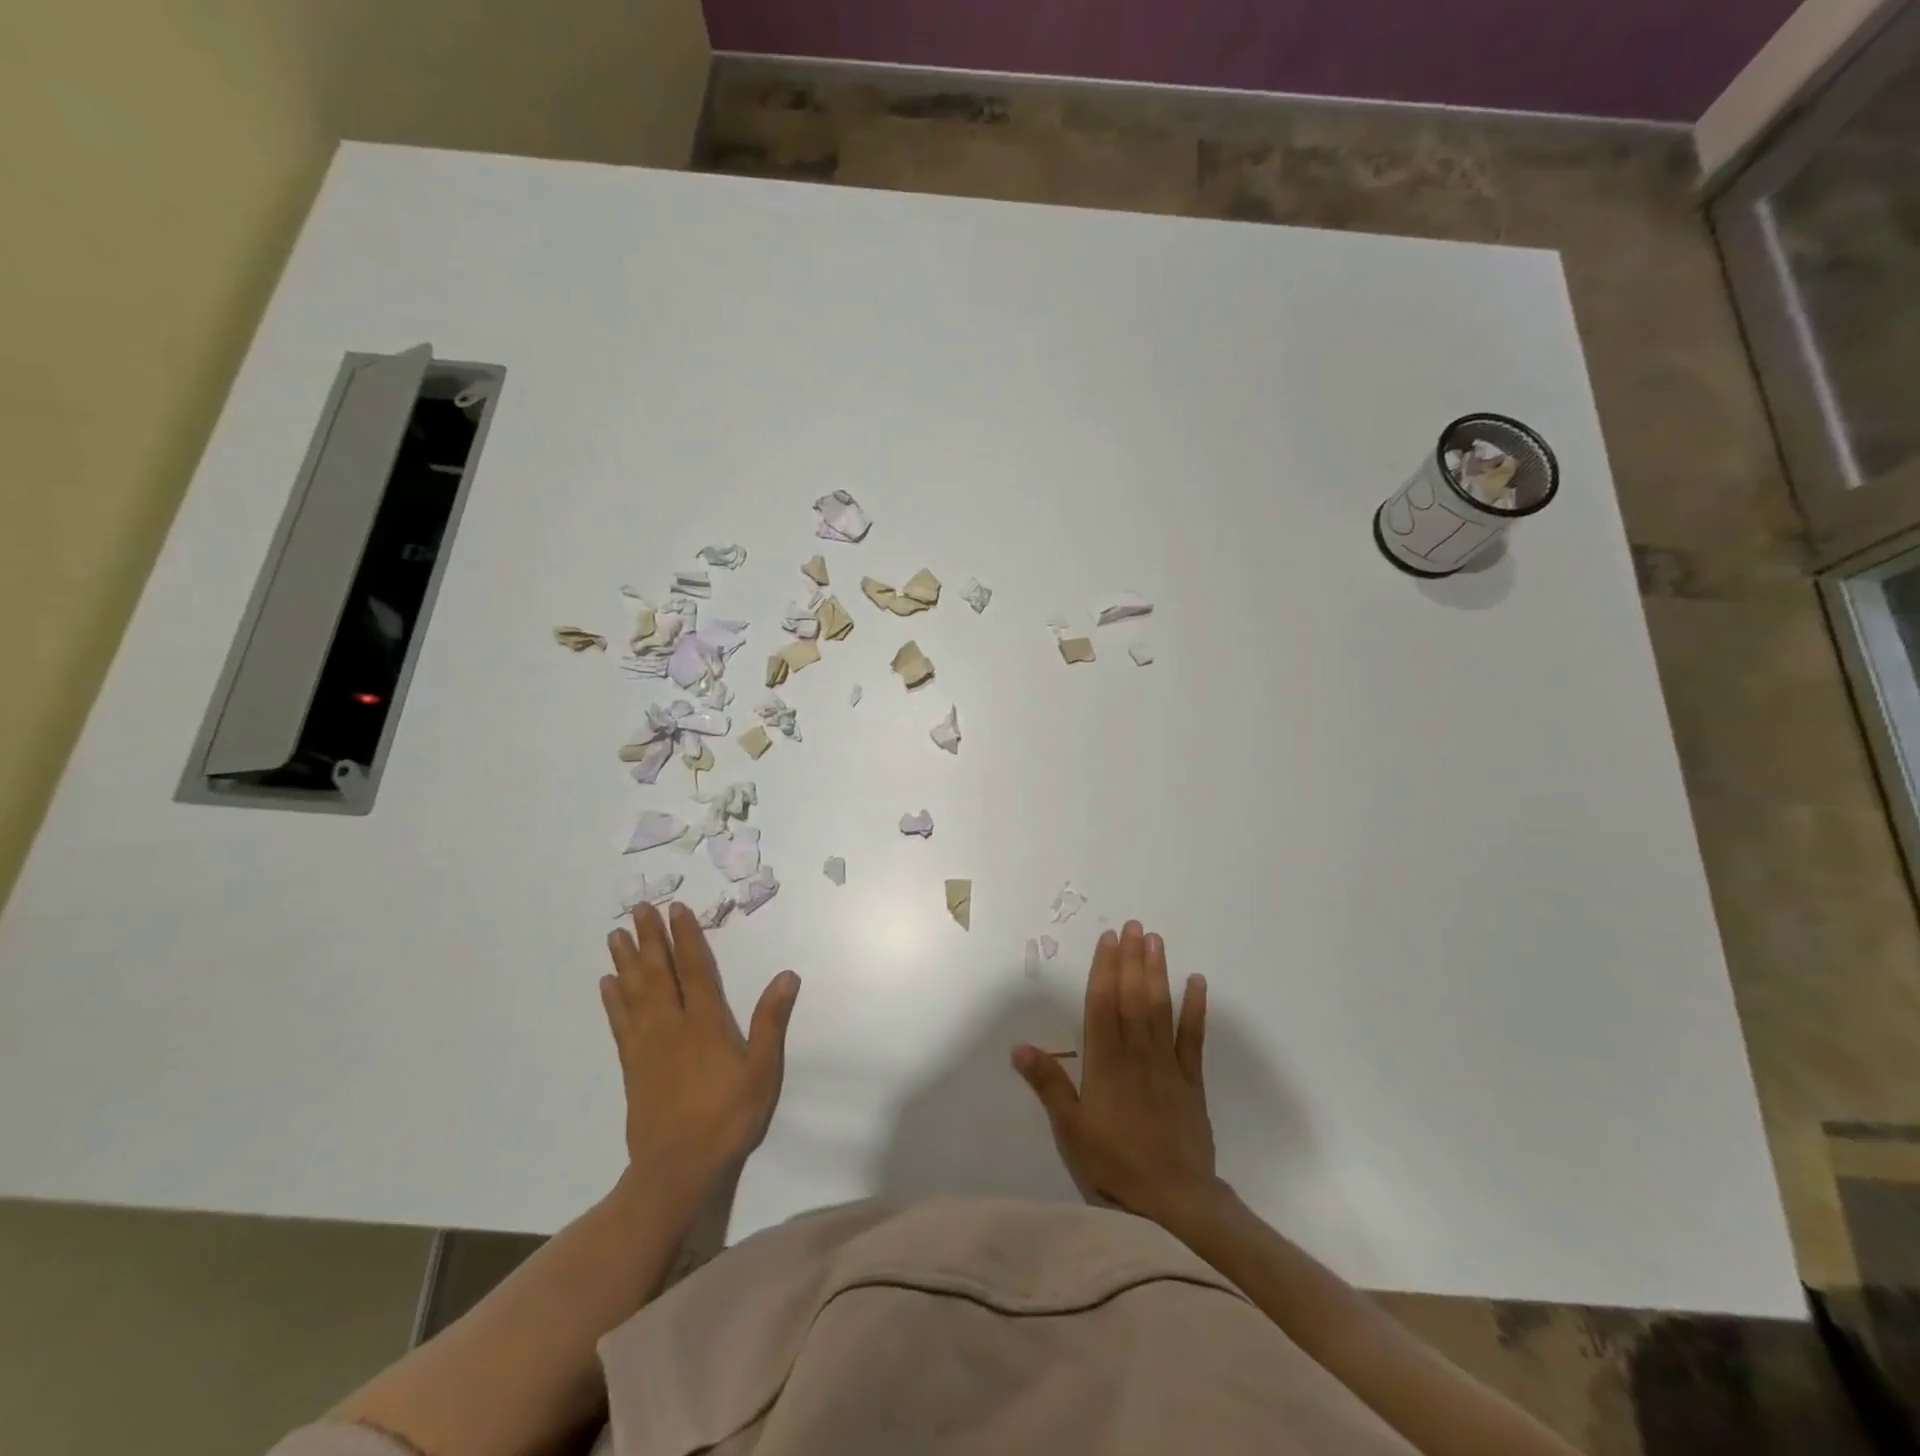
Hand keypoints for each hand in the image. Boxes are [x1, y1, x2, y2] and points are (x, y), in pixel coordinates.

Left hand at [601, 902, 800, 1204]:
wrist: (676, 1168)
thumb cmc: (727, 1117)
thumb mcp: (761, 1071)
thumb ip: (771, 1021)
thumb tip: (786, 975)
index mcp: (704, 1023)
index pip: (693, 969)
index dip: (685, 937)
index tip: (675, 909)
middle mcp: (671, 1026)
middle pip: (657, 973)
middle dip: (649, 939)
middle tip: (638, 908)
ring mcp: (646, 1045)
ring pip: (633, 993)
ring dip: (625, 961)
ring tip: (615, 935)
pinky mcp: (632, 1066)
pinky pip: (619, 1024)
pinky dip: (612, 1001)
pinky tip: (607, 985)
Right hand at [1013, 920, 1220, 1225]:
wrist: (1173, 1198)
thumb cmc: (1114, 1162)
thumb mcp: (1070, 1128)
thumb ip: (1048, 1084)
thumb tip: (1019, 1047)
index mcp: (1105, 1061)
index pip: (1102, 1004)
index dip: (1104, 969)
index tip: (1108, 939)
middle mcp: (1136, 1052)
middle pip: (1132, 996)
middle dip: (1131, 959)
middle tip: (1133, 926)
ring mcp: (1167, 1063)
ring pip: (1160, 1008)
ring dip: (1157, 972)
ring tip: (1156, 941)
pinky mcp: (1191, 1079)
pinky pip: (1193, 1037)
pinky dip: (1195, 1008)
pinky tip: (1197, 982)